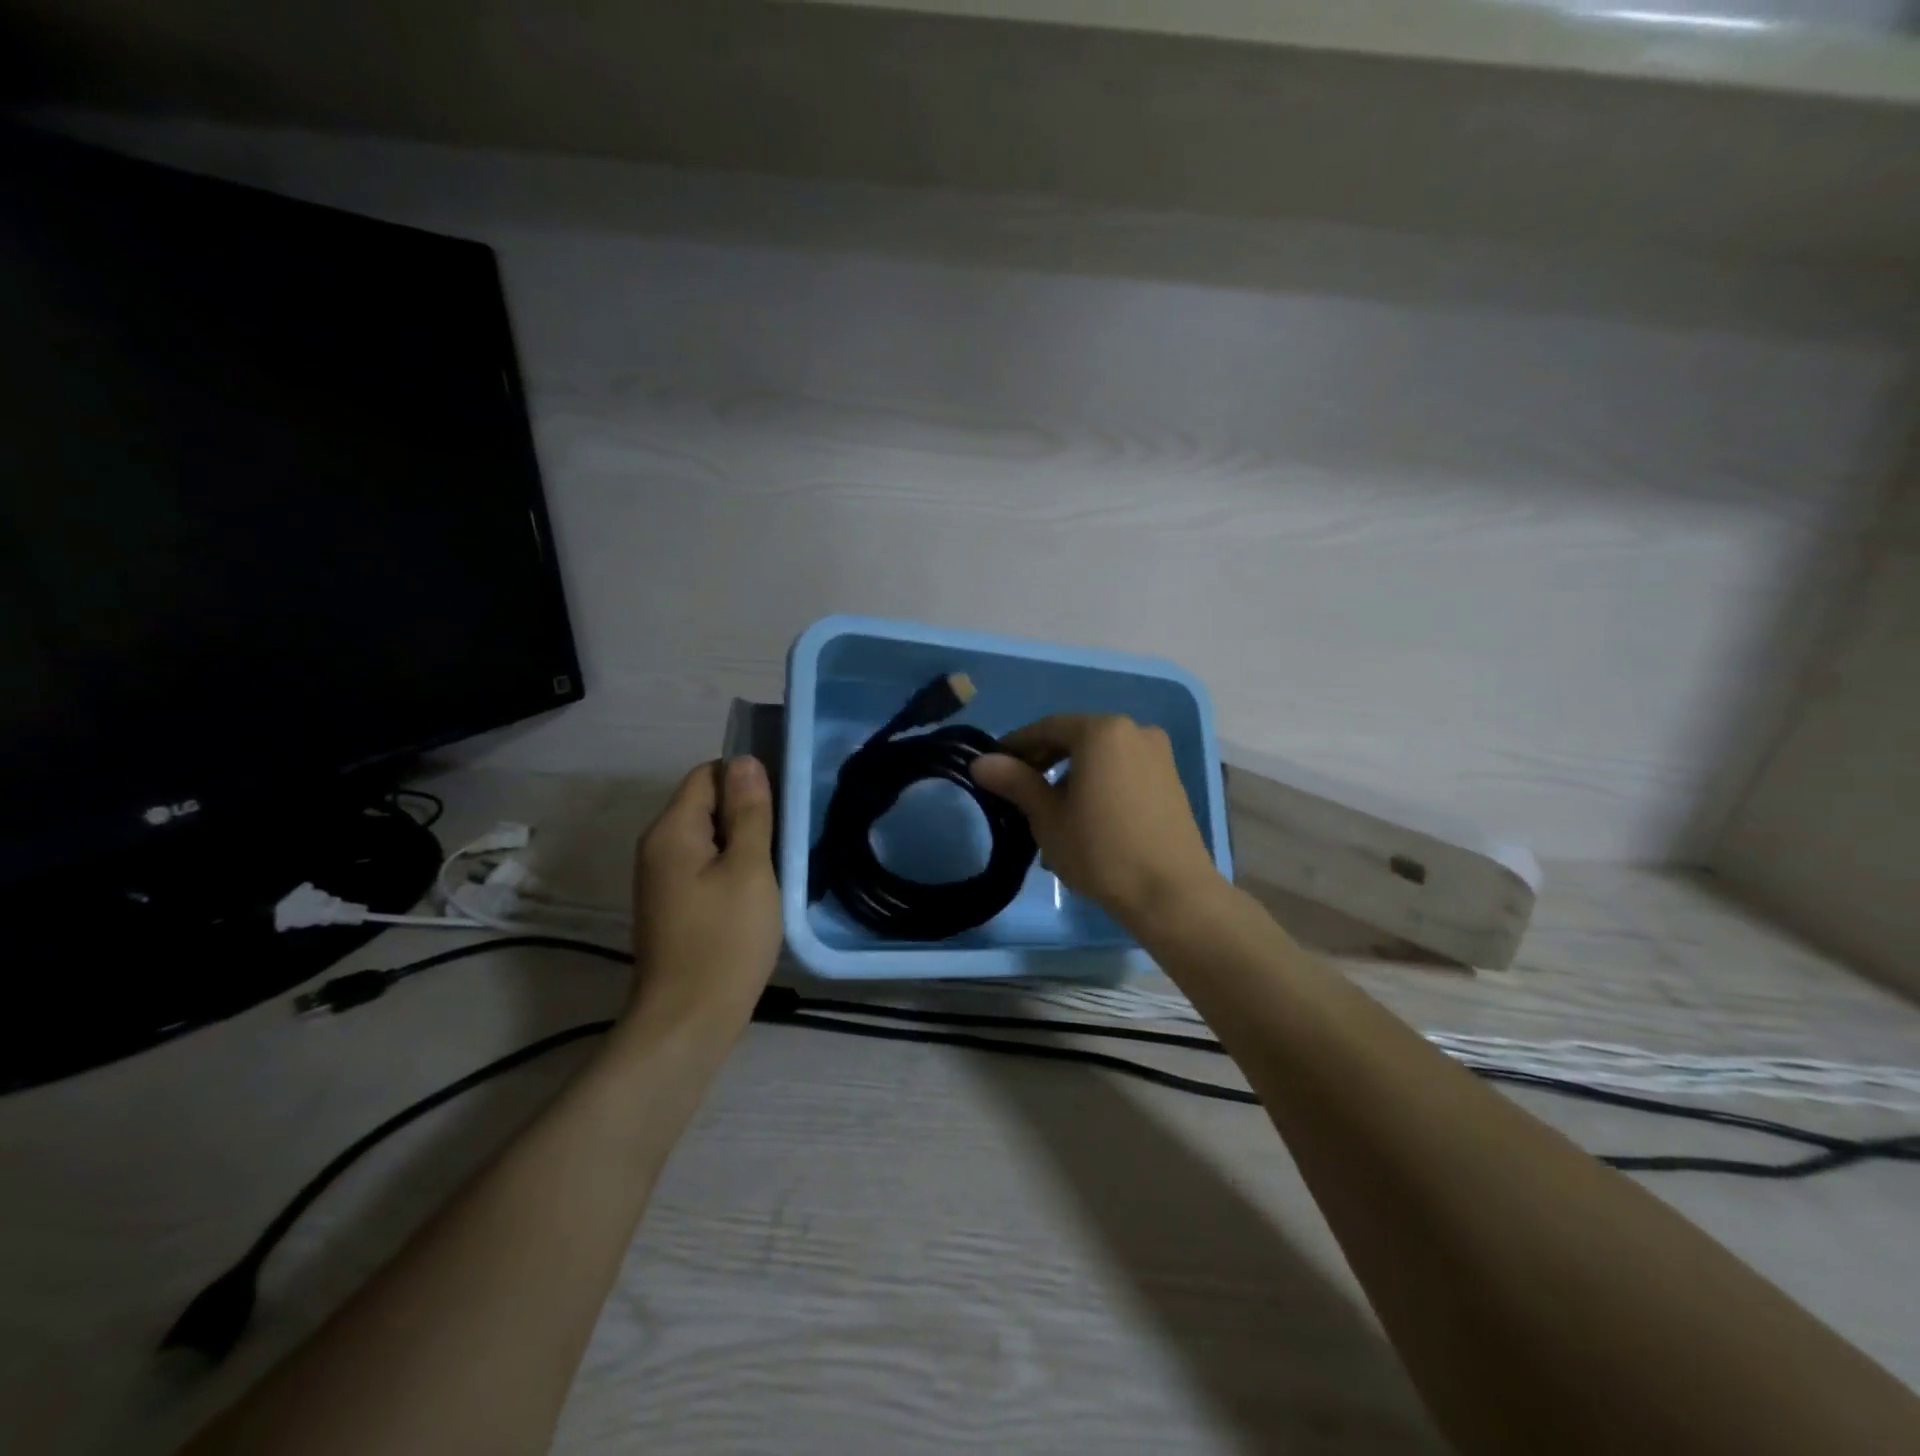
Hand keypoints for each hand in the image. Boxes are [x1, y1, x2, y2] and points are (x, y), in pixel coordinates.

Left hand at [627, 757, 782, 1039]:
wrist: (688, 1020)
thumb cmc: (725, 939)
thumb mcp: (750, 868)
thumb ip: (749, 812)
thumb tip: (746, 761)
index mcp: (671, 830)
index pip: (707, 774)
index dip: (745, 780)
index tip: (781, 804)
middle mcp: (657, 846)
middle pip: (705, 804)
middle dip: (746, 813)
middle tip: (786, 836)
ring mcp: (662, 878)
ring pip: (708, 838)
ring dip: (742, 843)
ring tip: (778, 864)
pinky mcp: (673, 904)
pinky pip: (704, 866)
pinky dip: (731, 868)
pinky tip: (757, 891)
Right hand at [971, 715, 1223, 930]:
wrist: (1171, 893)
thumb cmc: (1101, 851)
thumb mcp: (1048, 818)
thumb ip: (1016, 782)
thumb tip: (980, 762)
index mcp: (1102, 731)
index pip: (1047, 728)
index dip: (1016, 746)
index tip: (995, 767)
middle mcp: (1134, 730)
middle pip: (1077, 738)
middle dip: (1045, 761)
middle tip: (1019, 791)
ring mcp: (1158, 754)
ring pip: (1101, 756)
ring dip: (1072, 775)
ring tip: (1052, 812)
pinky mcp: (1171, 779)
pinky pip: (1123, 770)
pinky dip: (1100, 783)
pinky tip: (1087, 817)